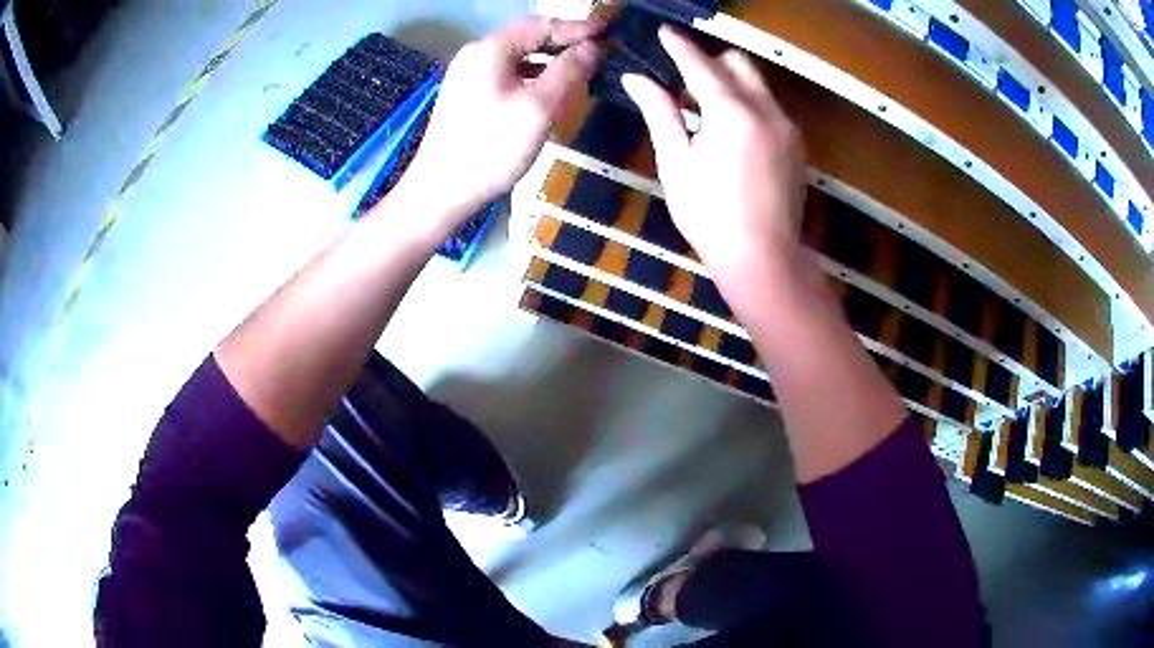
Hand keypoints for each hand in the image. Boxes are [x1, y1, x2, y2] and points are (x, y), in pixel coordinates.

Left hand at [401, 17, 603, 232]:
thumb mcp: (538, 107)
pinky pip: (507, 73)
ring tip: (583, 67)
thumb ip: (568, 71)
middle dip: (565, 41)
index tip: (609, 31)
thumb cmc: (491, 148)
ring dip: (550, 59)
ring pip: (518, 56)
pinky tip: (550, 87)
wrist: (441, 192)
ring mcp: (469, 74)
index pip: (542, 25)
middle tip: (600, 49)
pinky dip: (532, 74)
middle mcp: (477, 53)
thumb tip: (593, 47)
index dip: (578, 27)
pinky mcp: (468, 94)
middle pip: (529, 37)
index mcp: (491, 49)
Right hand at [621, 27, 805, 283]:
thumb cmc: (710, 216)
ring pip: (757, 84)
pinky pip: (769, 107)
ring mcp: (787, 127)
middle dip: (709, 60)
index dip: (678, 46)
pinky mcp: (796, 145)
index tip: (663, 31)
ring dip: (729, 82)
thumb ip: (660, 113)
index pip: (700, 65)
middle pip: (738, 63)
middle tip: (682, 79)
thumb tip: (636, 78)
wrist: (764, 260)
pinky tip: (729, 131)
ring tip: (702, 108)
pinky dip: (747, 104)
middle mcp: (767, 110)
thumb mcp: (676, 163)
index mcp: (732, 113)